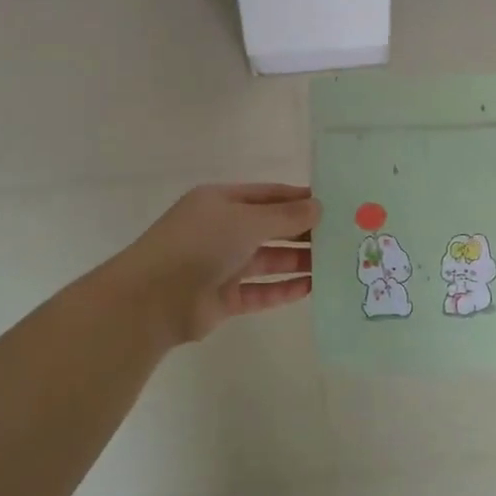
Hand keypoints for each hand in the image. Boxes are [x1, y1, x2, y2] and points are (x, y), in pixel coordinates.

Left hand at [103, 184, 318, 344]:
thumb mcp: (246, 221)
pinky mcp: (223, 298)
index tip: (333, 204)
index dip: (299, 199)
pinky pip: (260, 291)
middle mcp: (222, 230)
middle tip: (342, 236)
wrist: (152, 299)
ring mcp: (222, 265)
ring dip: (298, 260)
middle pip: (270, 228)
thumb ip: (285, 217)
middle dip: (303, 232)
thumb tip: (318, 207)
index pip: (268, 195)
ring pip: (267, 260)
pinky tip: (311, 288)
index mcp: (221, 202)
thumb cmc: (200, 245)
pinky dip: (283, 289)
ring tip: (334, 262)